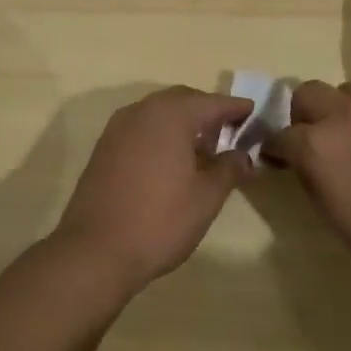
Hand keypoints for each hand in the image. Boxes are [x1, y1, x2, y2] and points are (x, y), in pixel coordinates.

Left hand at [50, 86, 254, 293]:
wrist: (96, 250)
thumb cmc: (160, 221)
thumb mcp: (206, 197)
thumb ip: (229, 169)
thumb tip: (242, 155)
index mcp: (171, 115)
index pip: (212, 102)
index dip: (235, 107)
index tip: (253, 112)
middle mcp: (142, 112)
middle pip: (182, 100)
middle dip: (207, 112)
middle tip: (229, 132)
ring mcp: (118, 129)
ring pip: (158, 113)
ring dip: (182, 123)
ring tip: (202, 150)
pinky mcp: (104, 148)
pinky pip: (140, 129)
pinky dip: (160, 135)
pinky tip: (171, 162)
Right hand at [266, 80, 350, 292]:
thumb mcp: (331, 213)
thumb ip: (311, 175)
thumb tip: (304, 161)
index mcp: (317, 145)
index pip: (280, 134)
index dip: (277, 148)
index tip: (282, 159)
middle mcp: (347, 115)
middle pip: (309, 92)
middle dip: (306, 113)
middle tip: (319, 137)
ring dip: (348, 110)